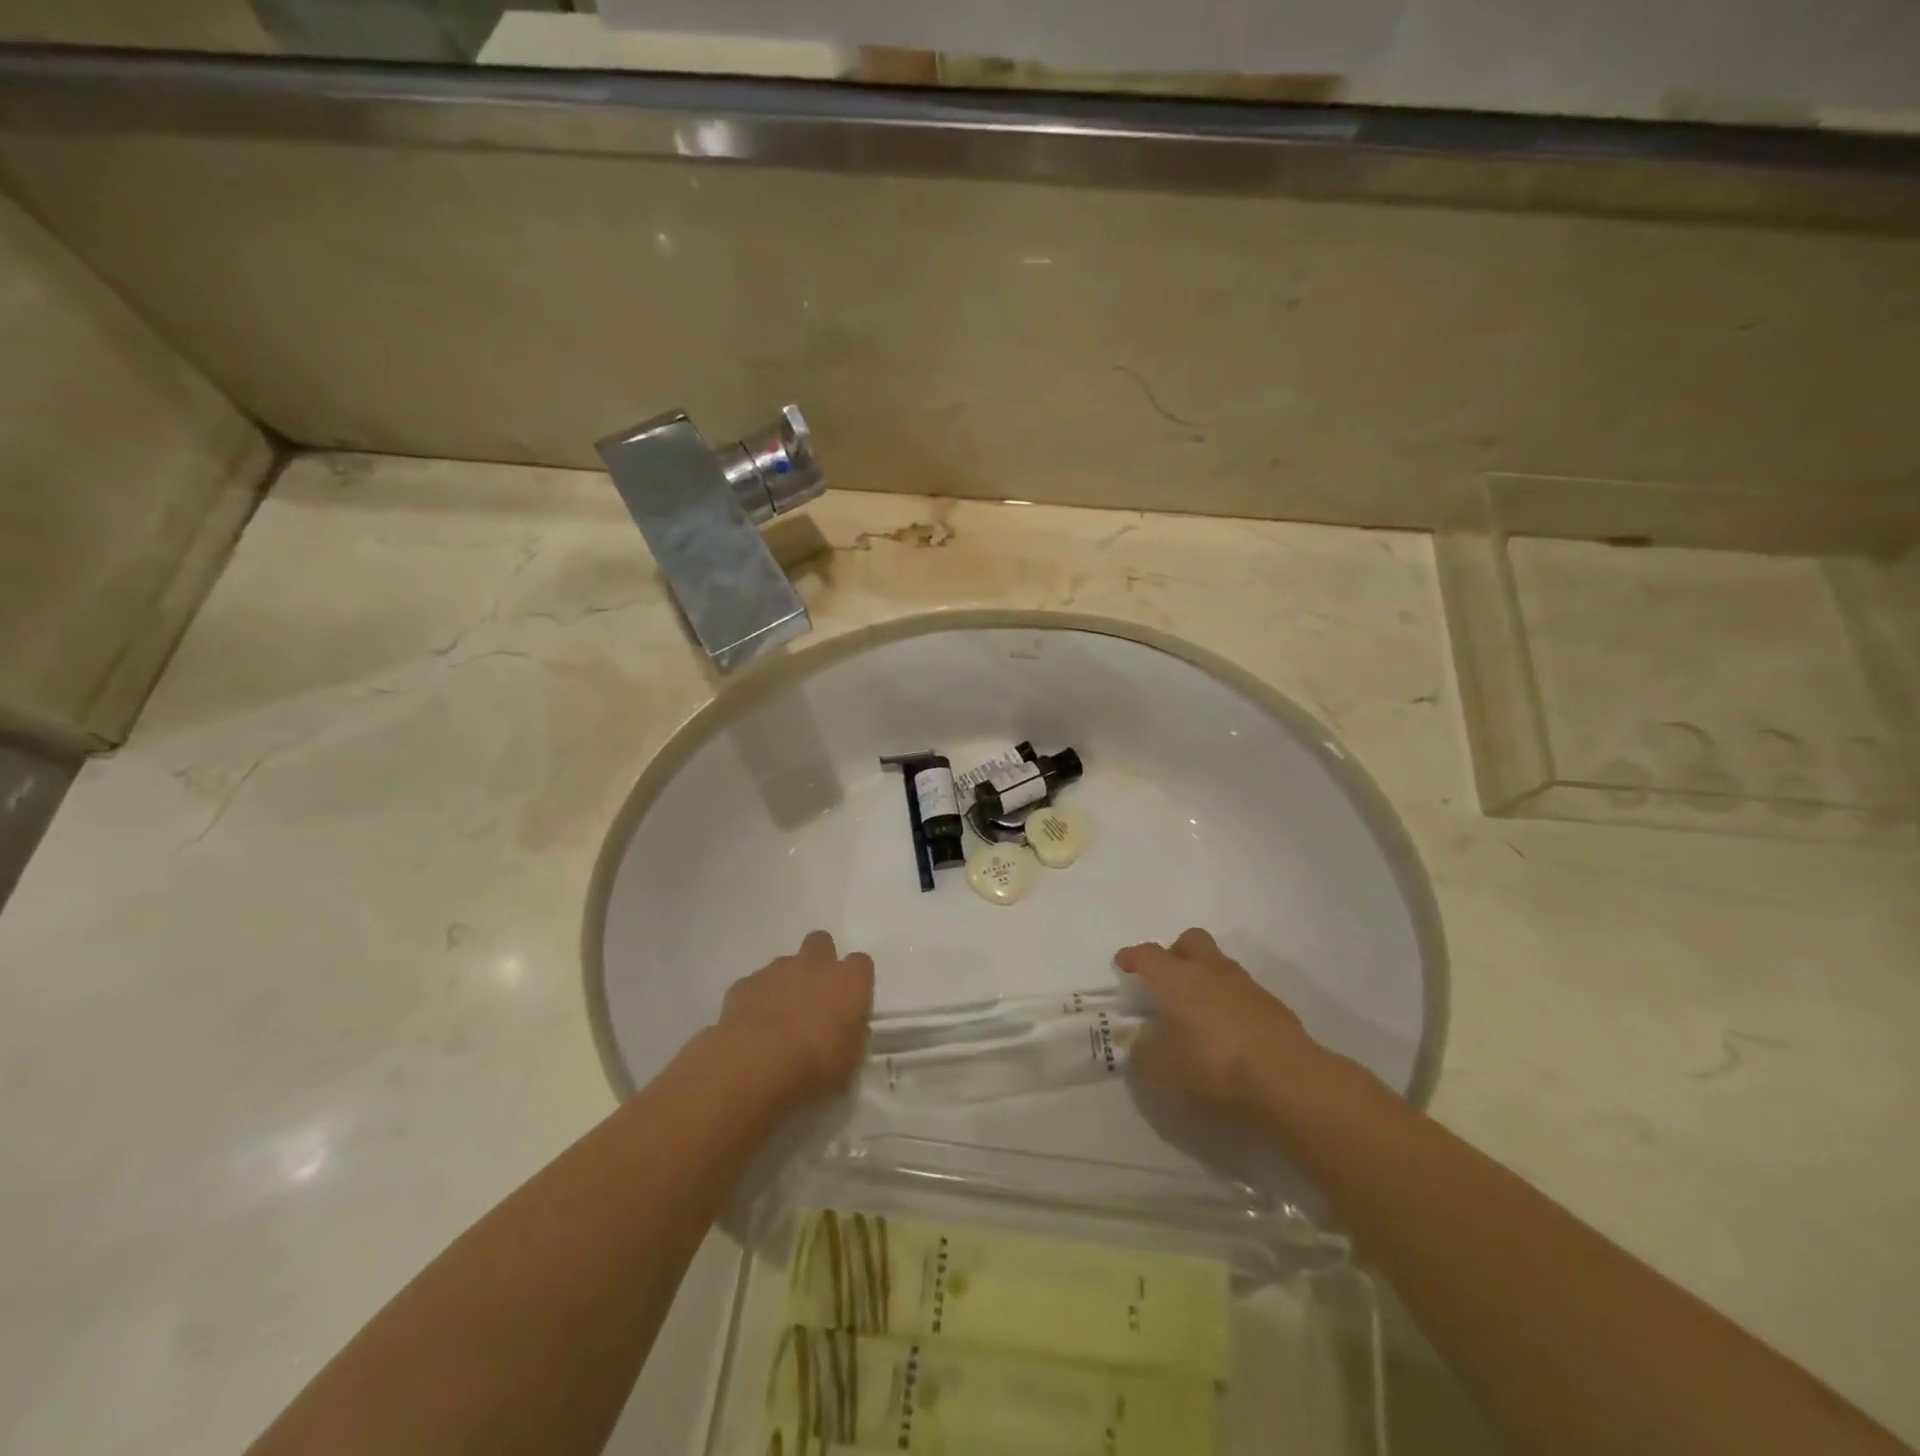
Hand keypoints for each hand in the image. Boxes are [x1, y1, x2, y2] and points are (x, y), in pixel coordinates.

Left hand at [716, 931, 873, 1101]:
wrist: (756, 1064)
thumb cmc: (815, 1065)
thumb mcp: (849, 1061)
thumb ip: (851, 1037)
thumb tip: (846, 1030)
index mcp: (849, 980)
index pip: (861, 964)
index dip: (855, 981)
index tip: (849, 1003)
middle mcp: (815, 964)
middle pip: (821, 943)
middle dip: (819, 961)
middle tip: (814, 995)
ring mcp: (777, 970)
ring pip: (785, 963)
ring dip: (786, 982)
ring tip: (779, 1018)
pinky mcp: (745, 983)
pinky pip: (755, 984)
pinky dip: (757, 999)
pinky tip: (752, 1026)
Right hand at [1116, 928, 1318, 1114]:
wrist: (1286, 1080)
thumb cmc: (1212, 1066)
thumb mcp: (1161, 1068)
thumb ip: (1142, 1051)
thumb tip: (1138, 1039)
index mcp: (1177, 978)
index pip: (1148, 954)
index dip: (1133, 957)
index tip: (1124, 965)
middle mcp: (1210, 971)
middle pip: (1191, 941)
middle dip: (1175, 953)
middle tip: (1166, 979)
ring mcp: (1246, 986)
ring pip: (1219, 965)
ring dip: (1205, 978)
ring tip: (1197, 1010)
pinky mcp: (1273, 1007)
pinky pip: (1242, 992)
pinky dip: (1229, 1002)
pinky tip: (1228, 1031)